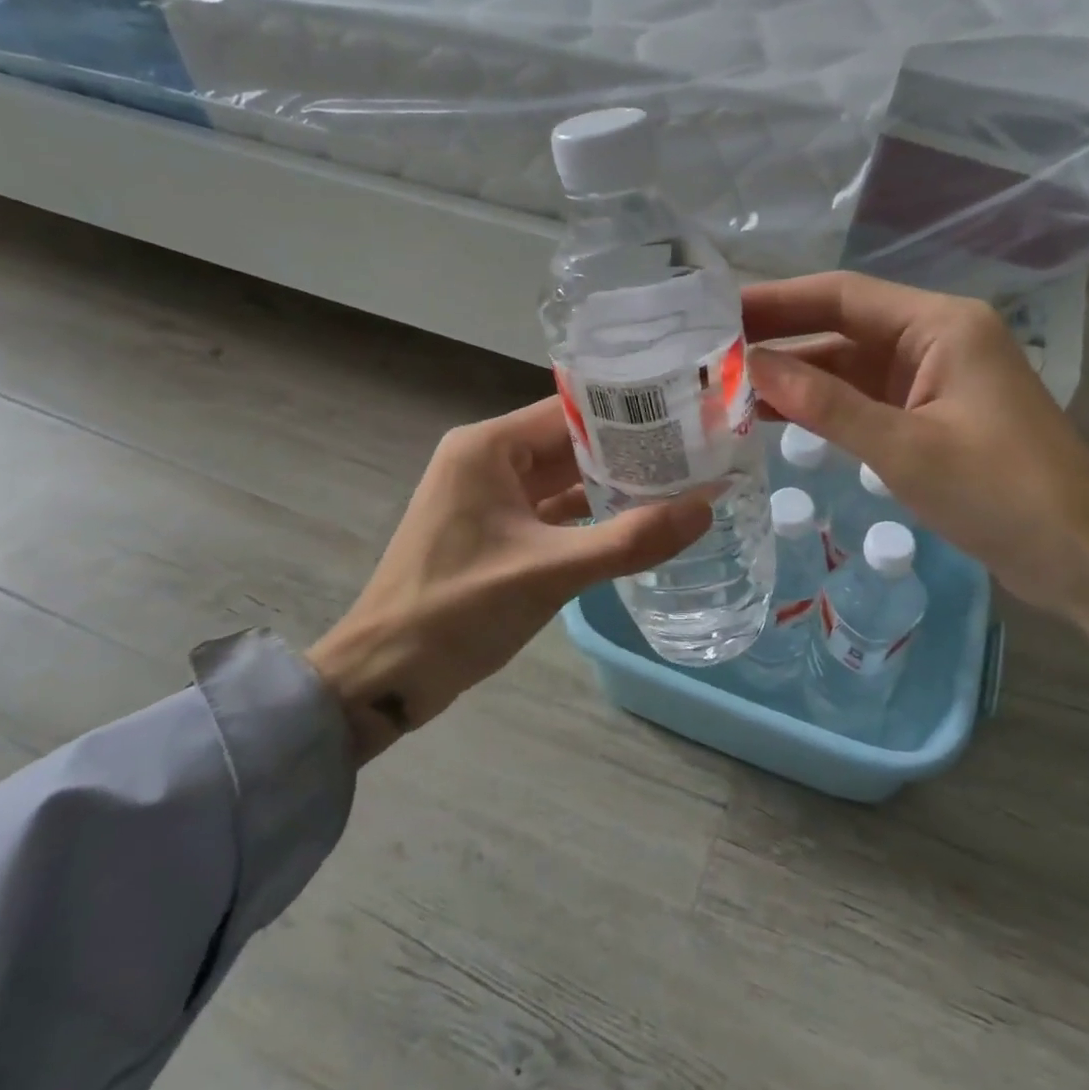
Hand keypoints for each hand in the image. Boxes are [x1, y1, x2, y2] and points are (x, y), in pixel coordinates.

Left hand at [306, 399, 709, 763]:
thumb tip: (706, 507)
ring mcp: (490, 496)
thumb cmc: (456, 611)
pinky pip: (553, 509)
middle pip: (571, 442)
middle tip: (696, 452)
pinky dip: (590, 515)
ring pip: (564, 477)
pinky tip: (637, 521)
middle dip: (629, 450)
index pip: (571, 411)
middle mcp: (488, 459)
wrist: (382, 678)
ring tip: (680, 481)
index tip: (685, 418)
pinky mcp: (495, 530)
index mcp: (488, 447)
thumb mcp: (549, 572)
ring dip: (613, 484)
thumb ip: (630, 539)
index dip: (629, 413)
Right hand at [744, 272, 1088, 737]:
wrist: (1086, 560)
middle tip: (708, 349)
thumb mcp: (906, 449)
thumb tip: (751, 368)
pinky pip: (865, 400)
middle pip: (842, 326)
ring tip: (726, 385)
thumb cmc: (1003, 494)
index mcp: (940, 325)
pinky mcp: (932, 416)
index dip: (777, 300)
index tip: (718, 311)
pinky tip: (774, 417)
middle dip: (779, 339)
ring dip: (796, 377)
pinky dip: (823, 408)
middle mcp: (936, 339)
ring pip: (849, 366)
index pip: (842, 295)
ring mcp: (934, 380)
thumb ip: (825, 406)